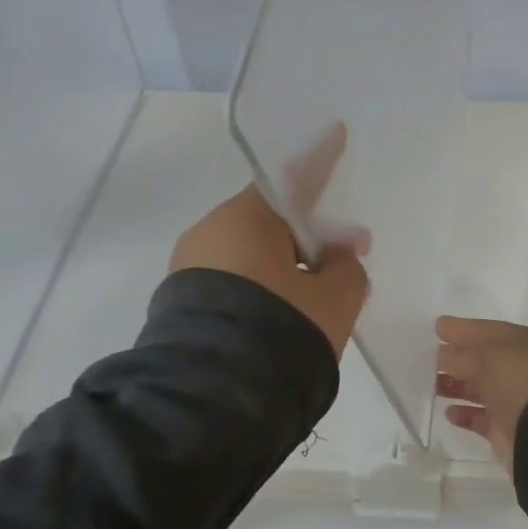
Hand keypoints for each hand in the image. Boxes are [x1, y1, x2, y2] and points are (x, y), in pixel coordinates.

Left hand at [170, 126, 367, 358]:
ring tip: (313, 301)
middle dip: (307, 236)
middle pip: (270, 222)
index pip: (292, 179)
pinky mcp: (179, 301)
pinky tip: (280, 317)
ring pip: (250, 254)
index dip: (320, 159)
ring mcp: (189, 267)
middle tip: (341, 259)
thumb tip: (338, 254)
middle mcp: (211, 232)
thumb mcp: (334, 299)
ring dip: (284, 267)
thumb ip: (347, 268)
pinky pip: (232, 279)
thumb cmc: (282, 330)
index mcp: (246, 219)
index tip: (336, 132)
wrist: (213, 396)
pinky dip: (260, 288)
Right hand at [435, 316, 527, 469]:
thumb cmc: (520, 380)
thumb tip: (440, 355)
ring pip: (480, 389)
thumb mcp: (484, 357)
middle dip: (455, 358)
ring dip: (456, 386)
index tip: (436, 327)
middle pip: (481, 360)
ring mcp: (515, 400)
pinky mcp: (508, 429)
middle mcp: (519, 369)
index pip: (484, 330)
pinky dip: (465, 415)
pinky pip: (482, 418)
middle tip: (425, 358)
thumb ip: (457, 355)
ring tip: (431, 385)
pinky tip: (449, 412)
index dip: (461, 329)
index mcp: (521, 342)